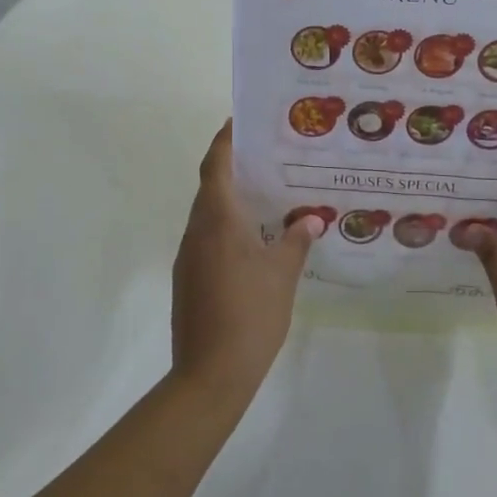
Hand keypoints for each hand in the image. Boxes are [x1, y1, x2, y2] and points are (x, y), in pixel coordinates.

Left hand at [170, 121, 318, 408]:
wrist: (209, 374)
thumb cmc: (250, 314)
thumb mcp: (282, 275)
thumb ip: (295, 241)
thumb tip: (308, 220)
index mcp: (217, 220)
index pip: (215, 166)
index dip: (224, 141)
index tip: (238, 122)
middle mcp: (196, 231)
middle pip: (209, 188)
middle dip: (232, 169)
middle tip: (266, 159)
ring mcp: (187, 257)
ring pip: (208, 216)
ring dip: (230, 201)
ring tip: (266, 198)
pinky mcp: (188, 280)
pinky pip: (207, 239)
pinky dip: (226, 229)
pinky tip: (253, 242)